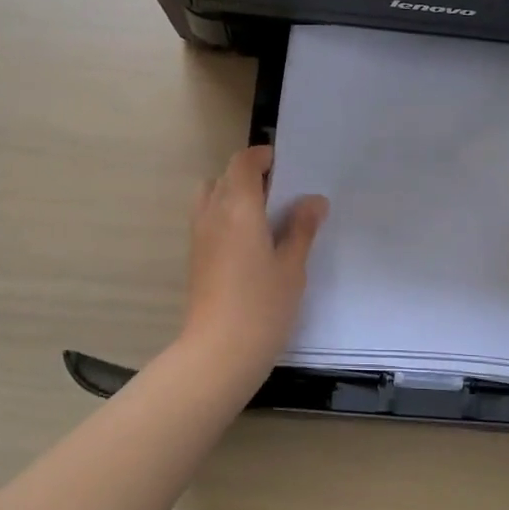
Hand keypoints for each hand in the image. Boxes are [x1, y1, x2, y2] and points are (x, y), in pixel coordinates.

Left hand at [180, 145, 328, 382]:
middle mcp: (213, 215)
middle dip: (248, 176)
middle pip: (223, 177)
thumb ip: (302, 228)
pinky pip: (207, 221)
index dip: (261, 157)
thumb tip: (313, 201)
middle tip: (279, 195)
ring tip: (263, 219)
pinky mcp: (195, 259)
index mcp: (239, 209)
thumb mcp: (292, 266)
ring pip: (210, 198)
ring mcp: (199, 237)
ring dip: (232, 196)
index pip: (243, 164)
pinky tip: (250, 245)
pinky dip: (224, 218)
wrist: (219, 352)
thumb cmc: (263, 305)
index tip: (283, 165)